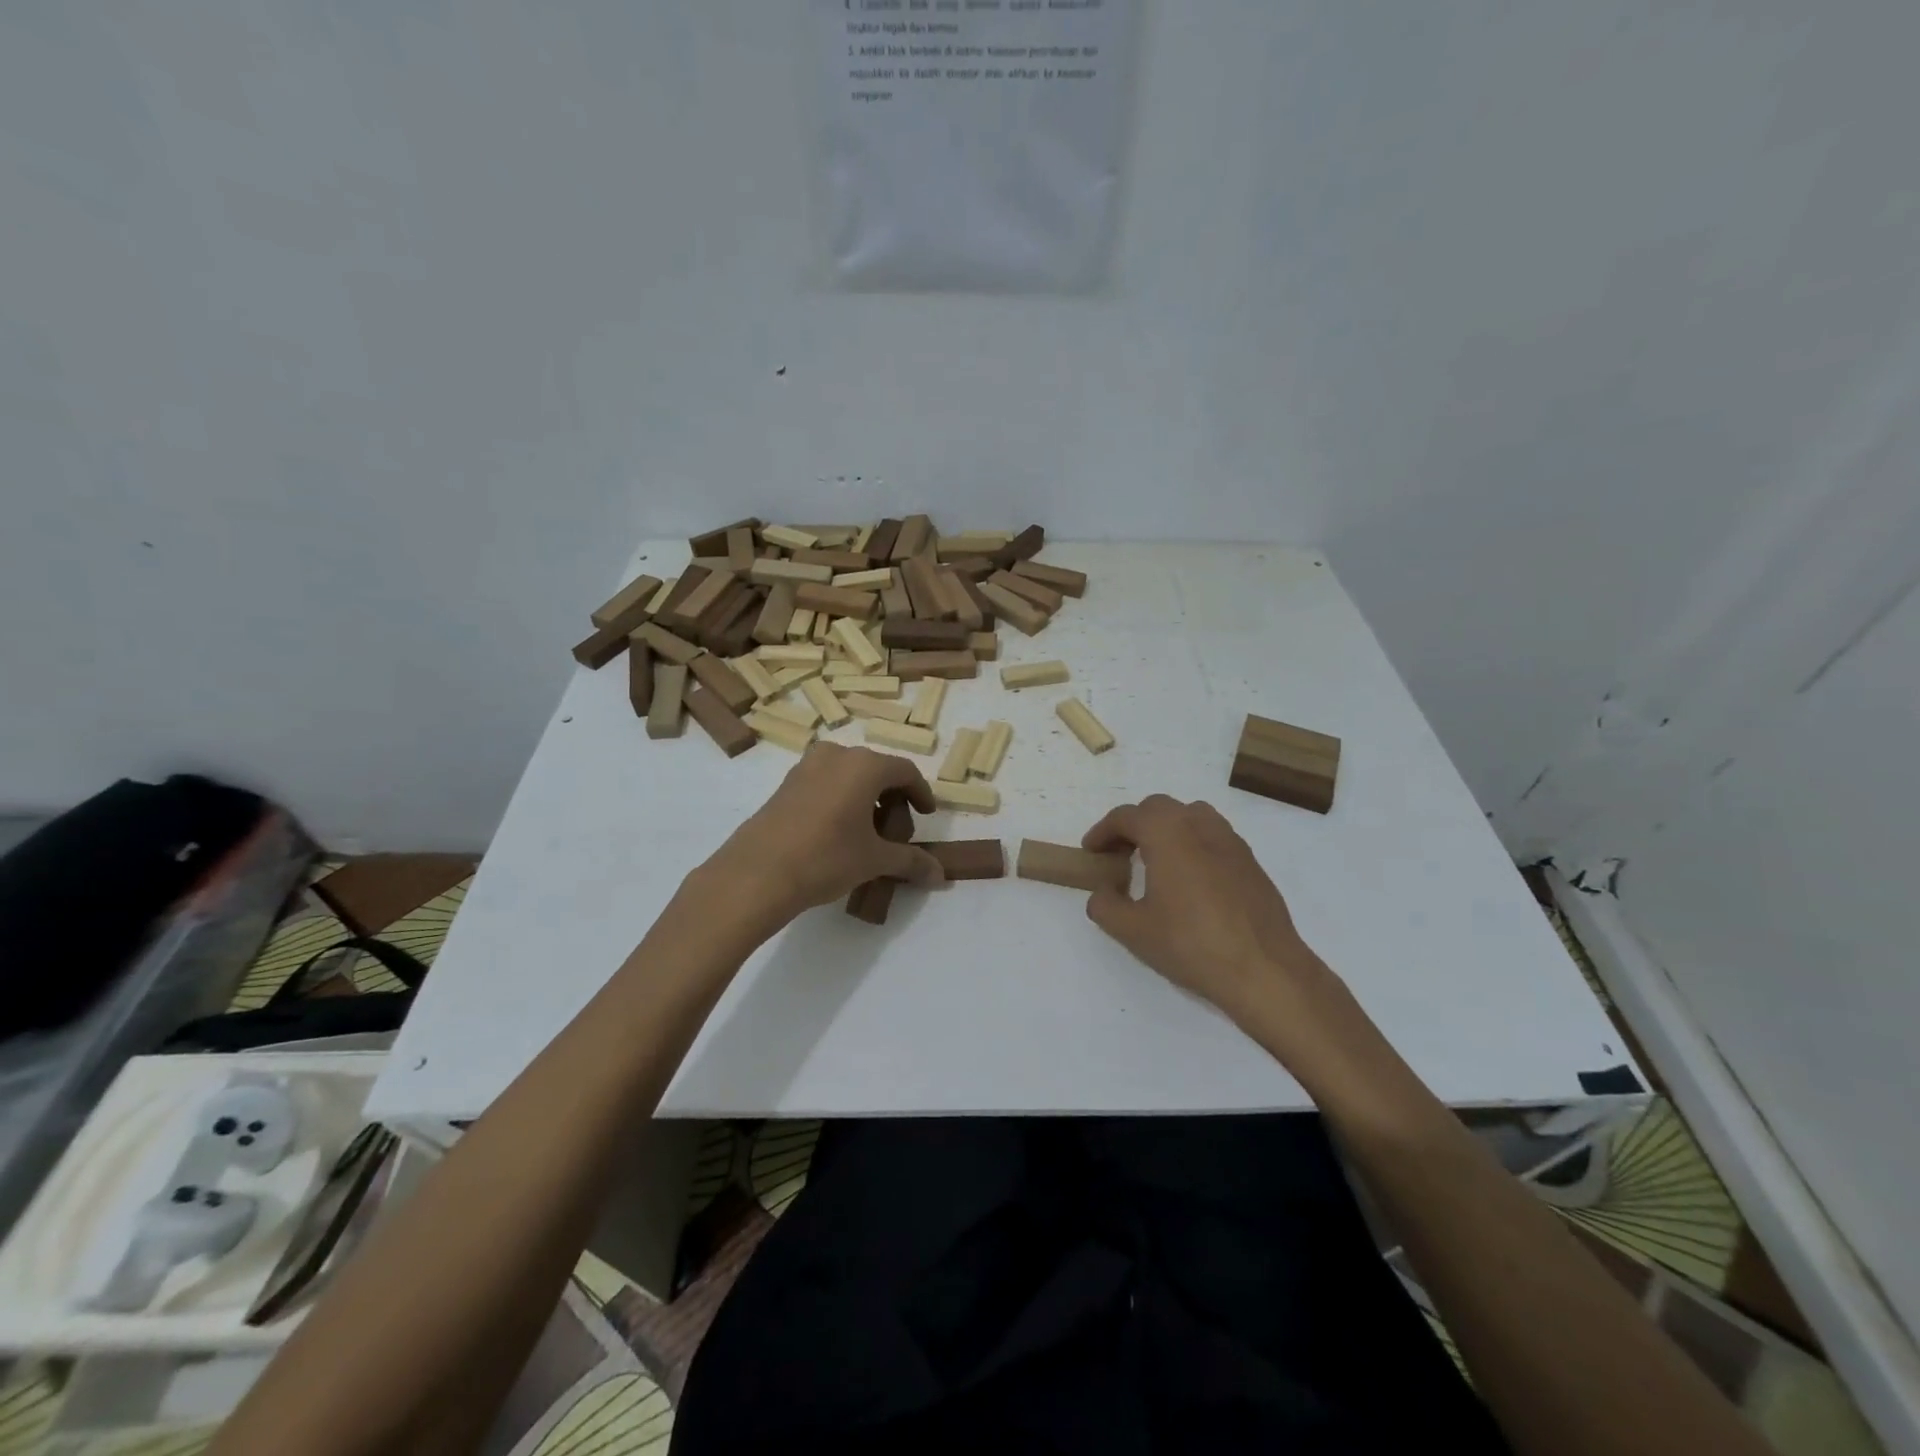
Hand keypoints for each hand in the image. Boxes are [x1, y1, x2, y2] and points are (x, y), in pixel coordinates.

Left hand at [701, 744, 943, 926]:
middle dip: (894, 800)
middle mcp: (837, 755)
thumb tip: (940, 876)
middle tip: (897, 834)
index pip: (905, 771)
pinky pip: (826, 783)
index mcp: (864, 765)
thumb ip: (911, 861)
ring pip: (850, 776)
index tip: (927, 816)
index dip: (922, 794)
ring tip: (868, 836)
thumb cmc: (826, 858)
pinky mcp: (786, 784)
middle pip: (878, 771)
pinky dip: (842, 801)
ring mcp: (807, 767)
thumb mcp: (875, 860)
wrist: (756, 873)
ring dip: (866, 800)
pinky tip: (838, 834)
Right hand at [1082, 796, 1367, 1076]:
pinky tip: (1190, 880)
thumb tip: (1104, 891)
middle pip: (1158, 808)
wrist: (1264, 969)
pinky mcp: (1250, 861)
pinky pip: (1213, 836)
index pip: (1126, 816)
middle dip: (1133, 826)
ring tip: (1155, 861)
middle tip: (1119, 855)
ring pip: (1190, 816)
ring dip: (1166, 829)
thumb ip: (1105, 905)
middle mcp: (1199, 825)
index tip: (1091, 852)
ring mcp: (1230, 841)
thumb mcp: (1132, 930)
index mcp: (1167, 832)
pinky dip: (1192, 844)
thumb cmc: (1191, 944)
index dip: (1102, 832)